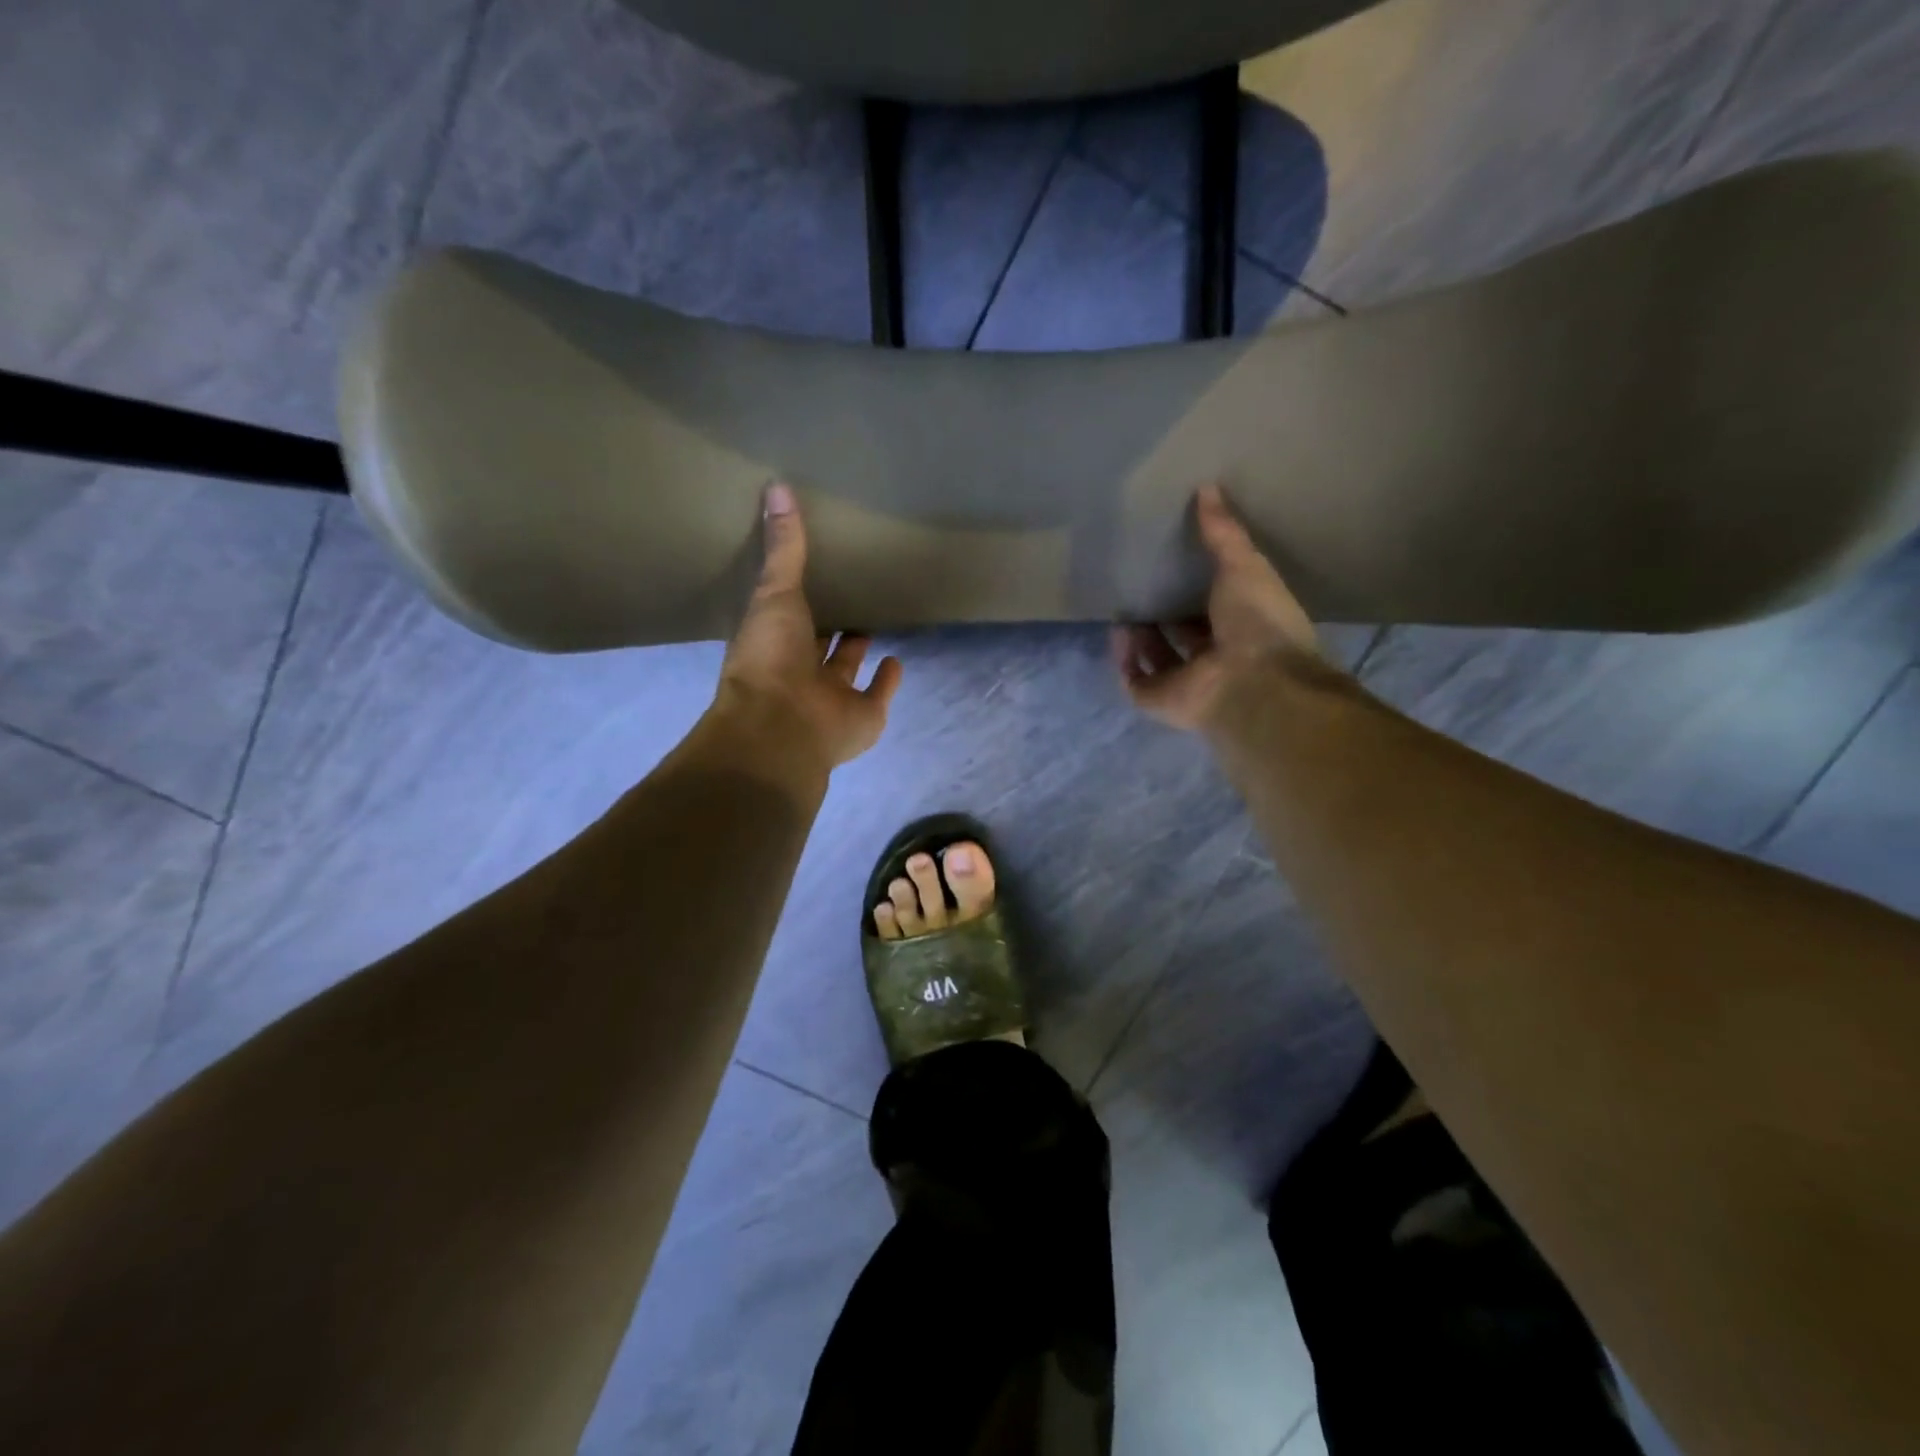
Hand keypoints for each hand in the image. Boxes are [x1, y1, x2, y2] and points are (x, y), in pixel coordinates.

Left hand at [711, 481, 902, 769]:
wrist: (783, 724)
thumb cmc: (771, 657)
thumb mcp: (775, 592)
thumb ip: (784, 547)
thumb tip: (777, 486)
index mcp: (774, 643)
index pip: (788, 615)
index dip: (800, 598)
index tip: (815, 571)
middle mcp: (801, 672)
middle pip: (819, 644)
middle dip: (831, 625)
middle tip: (850, 594)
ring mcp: (832, 698)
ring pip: (846, 670)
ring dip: (857, 650)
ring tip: (872, 622)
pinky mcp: (863, 717)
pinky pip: (878, 695)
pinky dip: (887, 681)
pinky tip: (897, 661)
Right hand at [1113, 484, 1328, 732]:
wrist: (1253, 681)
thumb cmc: (1258, 621)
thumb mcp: (1244, 564)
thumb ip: (1222, 531)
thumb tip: (1207, 488)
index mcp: (1245, 627)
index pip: (1218, 608)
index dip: (1200, 589)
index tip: (1177, 563)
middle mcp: (1217, 656)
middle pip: (1184, 635)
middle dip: (1165, 614)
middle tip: (1142, 584)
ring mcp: (1188, 682)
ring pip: (1157, 658)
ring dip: (1141, 637)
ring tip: (1124, 604)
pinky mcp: (1161, 700)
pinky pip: (1135, 680)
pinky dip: (1125, 659)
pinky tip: (1118, 631)